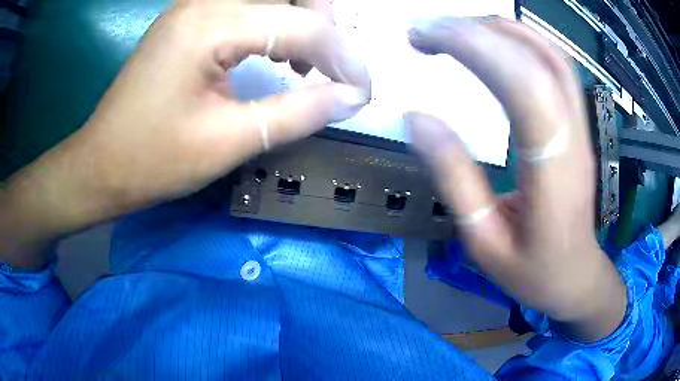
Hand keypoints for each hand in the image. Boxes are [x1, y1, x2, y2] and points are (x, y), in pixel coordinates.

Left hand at [0, 2, 369, 267]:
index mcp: (209, 25)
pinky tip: (276, 51)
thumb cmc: (152, 160)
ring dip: (302, 17)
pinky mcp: (189, 18)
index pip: (302, 26)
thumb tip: (351, 98)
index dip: (344, 58)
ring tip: (306, 60)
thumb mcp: (228, 142)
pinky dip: (275, 20)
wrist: (102, 164)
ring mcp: (193, 5)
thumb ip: (297, 113)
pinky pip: (248, 4)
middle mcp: (203, 1)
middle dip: (325, 20)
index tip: (362, 92)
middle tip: (331, 65)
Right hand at [406, 17, 625, 341]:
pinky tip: (496, 40)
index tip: (424, 37)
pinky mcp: (579, 125)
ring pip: (550, 55)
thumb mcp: (484, 241)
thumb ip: (454, 179)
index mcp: (551, 172)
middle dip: (475, 31)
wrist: (576, 276)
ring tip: (454, 28)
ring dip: (500, 30)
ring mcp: (580, 127)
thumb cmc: (532, 271)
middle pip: (534, 60)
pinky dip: (524, 41)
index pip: (521, 84)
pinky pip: (557, 67)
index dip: (473, 47)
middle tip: (425, 30)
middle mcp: (572, 137)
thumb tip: (416, 119)